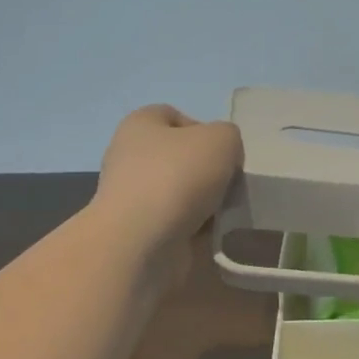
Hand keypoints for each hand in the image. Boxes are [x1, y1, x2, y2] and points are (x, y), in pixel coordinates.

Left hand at [93, 105, 243, 269]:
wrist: (142, 242)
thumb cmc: (177, 176)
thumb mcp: (221, 139)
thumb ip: (229, 137)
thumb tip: (223, 159)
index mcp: (140, 125)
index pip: (174, 116)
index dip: (204, 129)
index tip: (223, 153)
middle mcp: (129, 156)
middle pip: (180, 157)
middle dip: (208, 170)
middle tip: (229, 183)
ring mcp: (132, 196)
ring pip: (181, 192)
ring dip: (205, 201)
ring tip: (224, 211)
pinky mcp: (139, 231)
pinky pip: (177, 222)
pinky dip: (196, 227)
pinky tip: (210, 232)